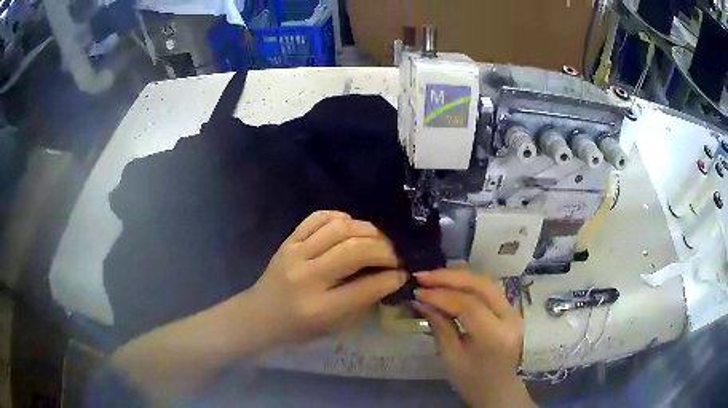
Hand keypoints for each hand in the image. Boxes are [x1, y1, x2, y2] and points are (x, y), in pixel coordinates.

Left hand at [248, 210, 407, 348]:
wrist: (260, 316)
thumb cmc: (299, 329)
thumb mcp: (334, 326)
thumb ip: (362, 301)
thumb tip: (391, 276)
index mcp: (320, 308)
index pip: (366, 287)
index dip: (391, 277)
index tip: (403, 272)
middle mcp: (307, 277)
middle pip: (354, 250)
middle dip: (384, 249)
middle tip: (395, 255)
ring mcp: (294, 254)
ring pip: (338, 228)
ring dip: (367, 230)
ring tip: (377, 240)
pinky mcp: (287, 241)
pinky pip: (317, 218)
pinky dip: (339, 217)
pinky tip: (350, 226)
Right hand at [413, 269, 534, 407]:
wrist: (498, 389)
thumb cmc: (471, 380)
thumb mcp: (451, 357)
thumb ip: (439, 326)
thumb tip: (420, 301)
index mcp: (495, 336)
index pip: (469, 305)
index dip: (441, 295)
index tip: (417, 292)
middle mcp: (510, 318)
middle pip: (481, 285)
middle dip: (450, 277)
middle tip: (423, 276)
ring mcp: (513, 311)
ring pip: (486, 282)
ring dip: (458, 276)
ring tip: (433, 276)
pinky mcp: (510, 309)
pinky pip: (488, 289)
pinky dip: (467, 283)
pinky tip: (450, 282)